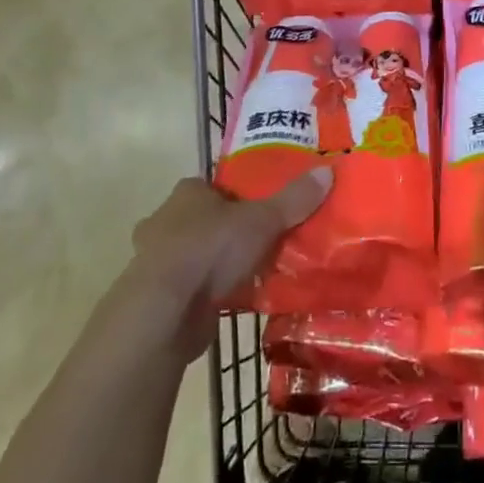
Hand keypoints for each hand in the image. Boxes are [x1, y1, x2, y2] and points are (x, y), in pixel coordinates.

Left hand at [112, 170, 331, 361]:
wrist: (164, 311)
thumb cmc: (210, 250)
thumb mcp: (262, 220)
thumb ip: (294, 199)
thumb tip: (328, 170)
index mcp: (187, 193)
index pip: (214, 186)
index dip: (237, 195)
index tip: (260, 209)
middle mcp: (165, 220)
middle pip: (202, 219)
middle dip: (226, 231)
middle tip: (259, 242)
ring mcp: (155, 260)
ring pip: (193, 254)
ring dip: (215, 264)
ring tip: (250, 273)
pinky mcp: (156, 297)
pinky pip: (189, 288)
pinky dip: (206, 293)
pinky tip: (232, 301)